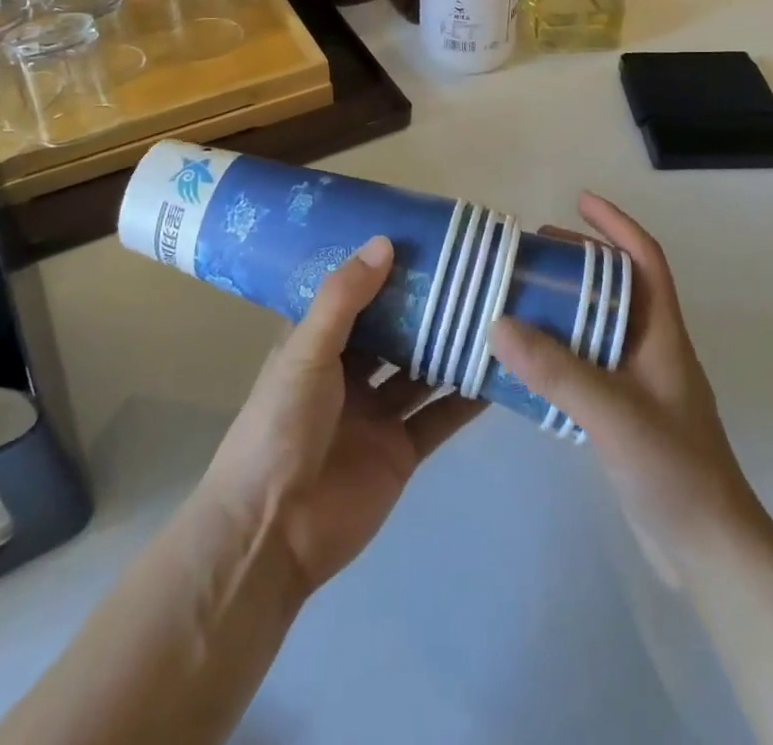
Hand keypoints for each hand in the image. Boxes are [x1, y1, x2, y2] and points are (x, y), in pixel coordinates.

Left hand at [202, 237, 484, 596]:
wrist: (273, 532)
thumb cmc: (280, 426)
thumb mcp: (307, 351)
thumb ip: (344, 299)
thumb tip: (384, 242)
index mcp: (318, 345)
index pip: (357, 297)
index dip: (386, 271)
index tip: (425, 240)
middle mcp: (349, 373)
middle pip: (396, 333)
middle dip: (427, 308)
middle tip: (473, 272)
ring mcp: (377, 413)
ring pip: (422, 371)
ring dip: (451, 348)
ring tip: (496, 312)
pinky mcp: (401, 451)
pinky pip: (439, 417)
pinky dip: (466, 399)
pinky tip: (499, 374)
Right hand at [489, 193, 766, 578]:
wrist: (710, 550)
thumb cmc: (674, 468)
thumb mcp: (613, 412)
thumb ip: (556, 370)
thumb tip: (497, 323)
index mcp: (662, 333)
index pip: (645, 259)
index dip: (616, 224)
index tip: (579, 200)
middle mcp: (653, 348)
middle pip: (618, 286)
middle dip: (580, 261)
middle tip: (533, 252)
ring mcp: (641, 383)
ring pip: (601, 325)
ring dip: (566, 305)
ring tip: (522, 297)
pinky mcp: (626, 414)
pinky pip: (588, 363)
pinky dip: (559, 350)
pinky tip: (528, 361)